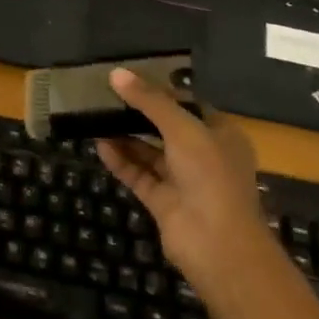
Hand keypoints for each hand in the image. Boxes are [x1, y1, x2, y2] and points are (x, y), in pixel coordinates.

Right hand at [97, 69, 273, 298]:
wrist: (217, 244)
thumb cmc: (209, 175)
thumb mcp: (182, 128)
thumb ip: (150, 101)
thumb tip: (116, 73)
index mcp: (221, 134)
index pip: (188, 105)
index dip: (161, 91)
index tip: (130, 79)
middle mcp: (204, 156)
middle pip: (166, 128)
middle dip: (138, 114)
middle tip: (107, 95)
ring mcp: (183, 181)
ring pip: (150, 152)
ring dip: (126, 136)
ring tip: (96, 117)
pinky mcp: (163, 202)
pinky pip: (139, 175)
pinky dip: (121, 161)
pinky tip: (100, 145)